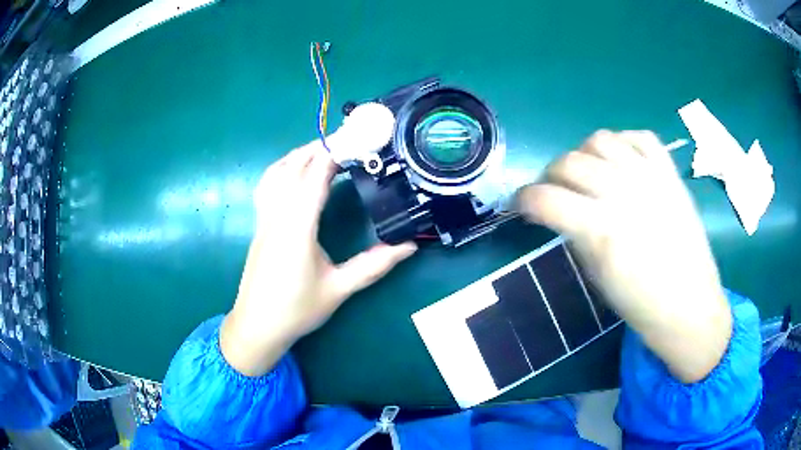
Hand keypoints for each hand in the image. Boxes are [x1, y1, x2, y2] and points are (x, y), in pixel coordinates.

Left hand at [221, 142, 416, 376]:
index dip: (334, 153)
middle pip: (294, 167)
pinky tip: (296, 172)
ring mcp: (264, 219)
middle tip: (349, 140)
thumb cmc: (296, 310)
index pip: (314, 177)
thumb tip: (408, 247)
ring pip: (276, 172)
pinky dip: (283, 168)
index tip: (356, 138)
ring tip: (325, 150)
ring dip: (299, 154)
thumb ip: (373, 266)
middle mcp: (277, 216)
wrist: (257, 326)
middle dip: (320, 147)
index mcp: (297, 229)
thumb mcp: (338, 289)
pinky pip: (268, 184)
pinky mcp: (260, 225)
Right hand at [516, 130, 730, 382]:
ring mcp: (651, 177)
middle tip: (554, 191)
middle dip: (550, 176)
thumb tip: (557, 211)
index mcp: (602, 230)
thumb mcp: (597, 275)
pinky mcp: (670, 172)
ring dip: (584, 154)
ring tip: (588, 173)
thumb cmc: (640, 304)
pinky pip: (640, 137)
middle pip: (569, 161)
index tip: (521, 206)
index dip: (523, 199)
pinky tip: (620, 161)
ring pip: (601, 139)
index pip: (545, 198)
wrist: (689, 305)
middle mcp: (624, 193)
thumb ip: (575, 234)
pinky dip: (624, 142)